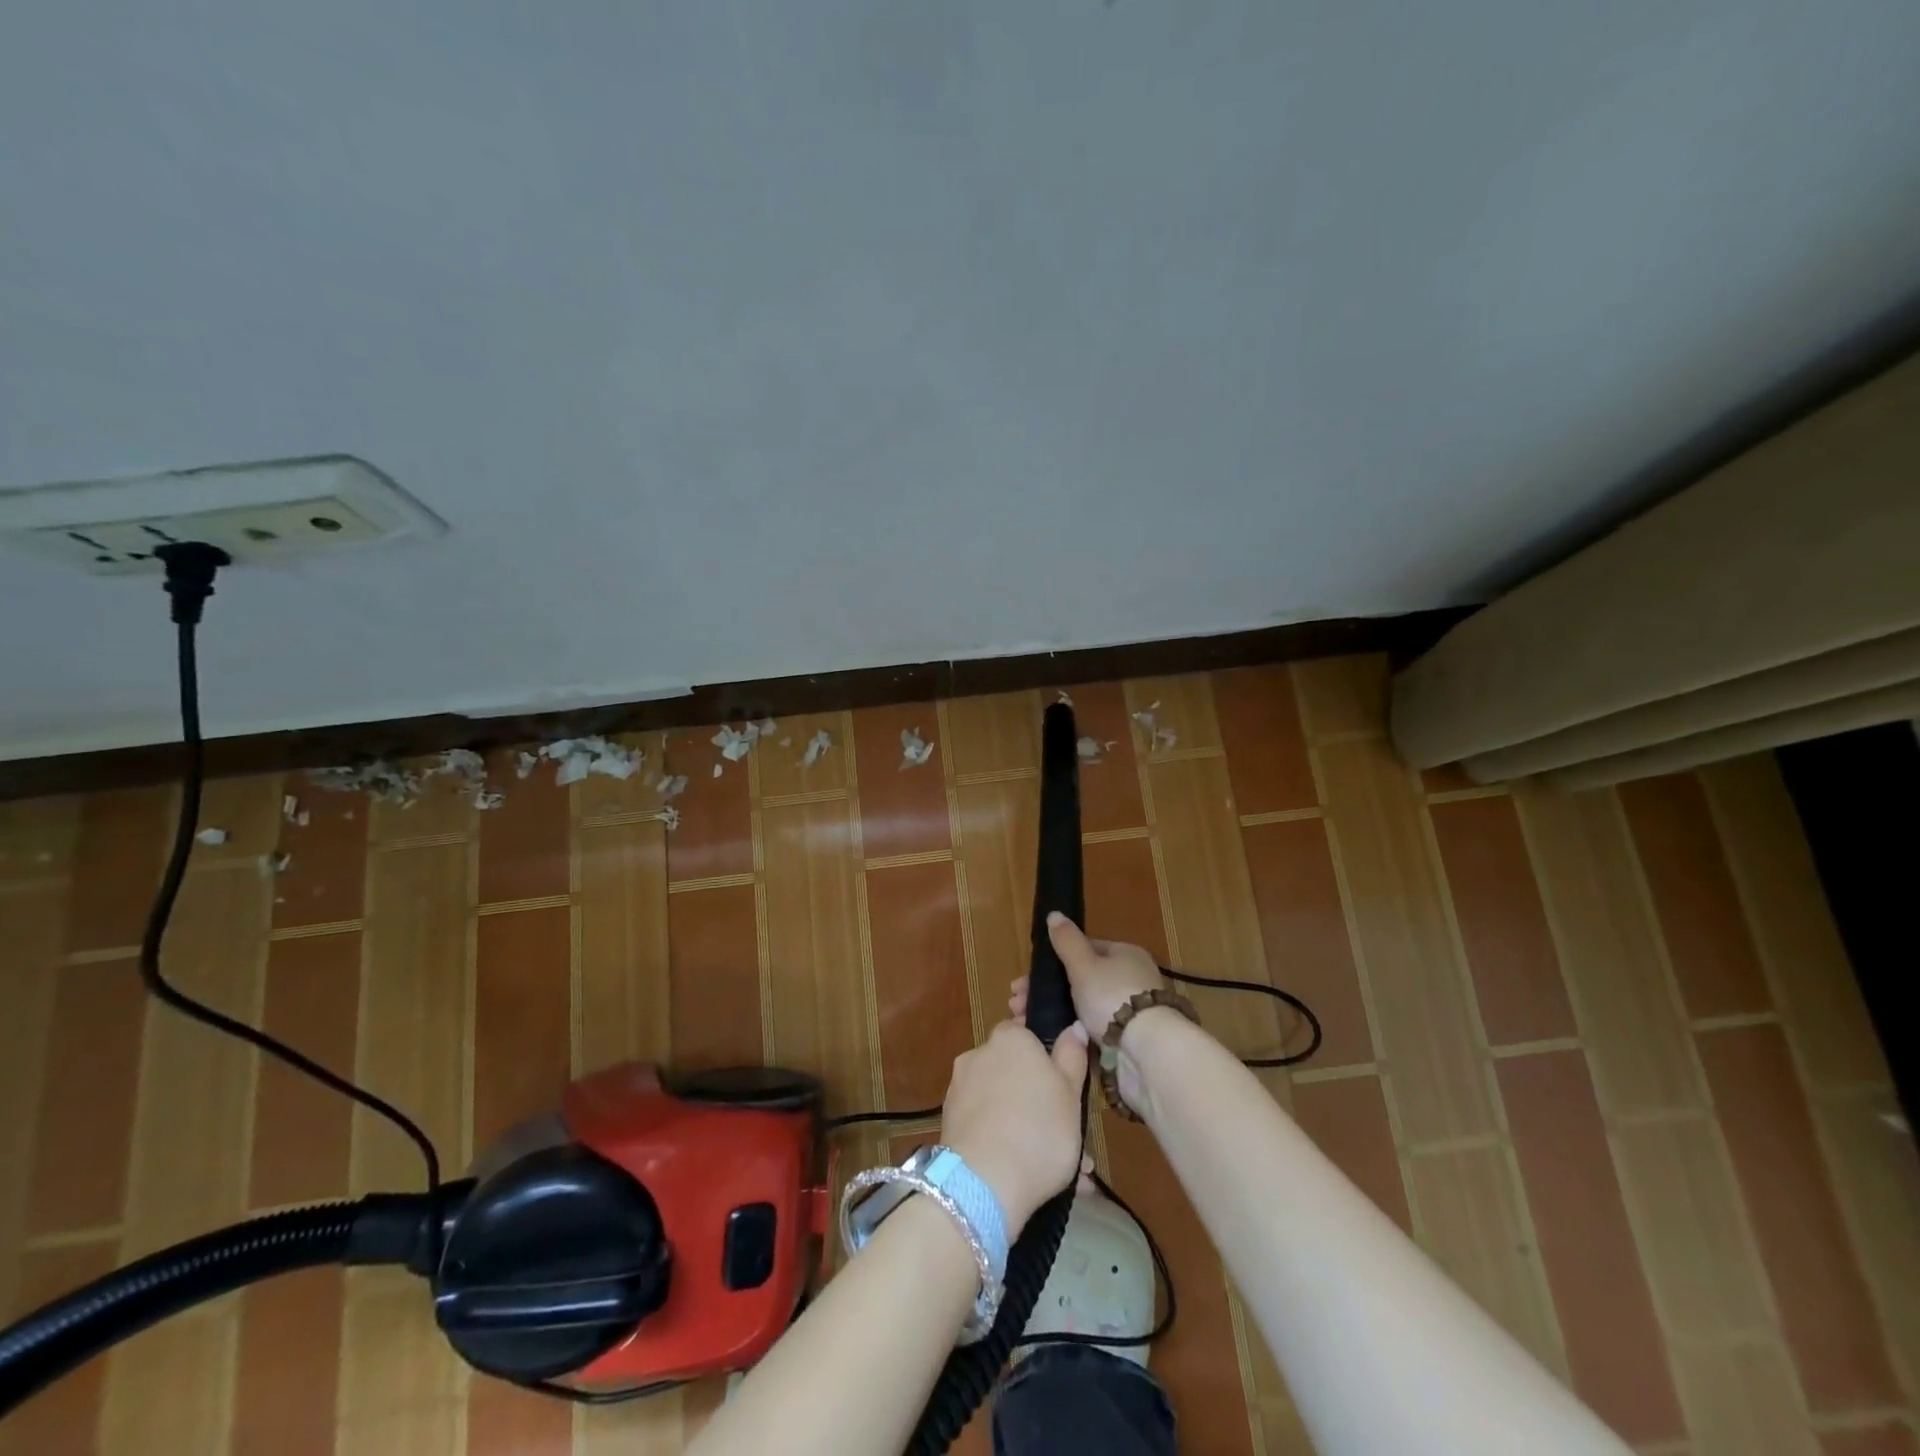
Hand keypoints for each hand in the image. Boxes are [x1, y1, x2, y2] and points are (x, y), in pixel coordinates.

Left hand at [940, 1020, 1088, 1234]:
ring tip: (1056, 1168)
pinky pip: (984, 1125)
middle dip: (1037, 1097)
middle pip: (1013, 1069)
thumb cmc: (1038, 1131)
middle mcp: (979, 1054)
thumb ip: (1072, 1056)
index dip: (1045, 1056)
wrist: (983, 1184)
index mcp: (1010, 1039)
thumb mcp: (1071, 1093)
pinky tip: (1027, 1175)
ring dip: (1024, 1125)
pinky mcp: (948, 1122)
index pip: (1026, 1032)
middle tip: (1064, 1131)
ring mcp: (959, 1088)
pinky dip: (1003, 1142)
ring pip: (1001, 1102)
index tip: (1062, 1084)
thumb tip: (1073, 1027)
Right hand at [1009, 913, 1164, 1045]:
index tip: (1026, 978)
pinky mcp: (1125, 1040)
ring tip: (1024, 1022)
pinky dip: (1068, 1032)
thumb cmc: (1112, 997)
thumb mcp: (1084, 964)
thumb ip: (1067, 940)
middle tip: (1017, 1004)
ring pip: (1081, 1006)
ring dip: (1052, 1012)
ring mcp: (1128, 1011)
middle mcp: (1130, 979)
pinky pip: (1089, 1030)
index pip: (1086, 950)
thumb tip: (1054, 913)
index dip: (1053, 962)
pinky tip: (1048, 1038)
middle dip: (1046, 991)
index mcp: (1125, 955)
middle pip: (1080, 980)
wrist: (1145, 1051)